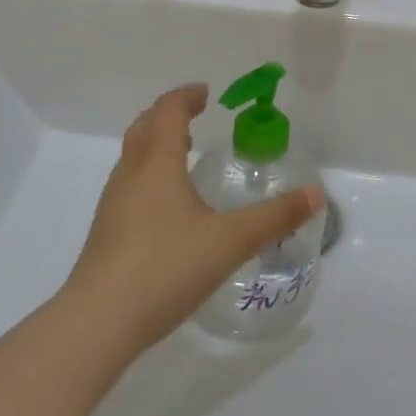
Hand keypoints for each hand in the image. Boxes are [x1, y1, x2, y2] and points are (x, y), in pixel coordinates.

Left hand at [66, 84, 324, 355]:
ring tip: (183, 153)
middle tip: (195, 115)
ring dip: (156, 142)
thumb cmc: (166, 267)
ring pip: (133, 156)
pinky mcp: (106, 231)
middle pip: (144, 126)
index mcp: (157, 163)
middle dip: (168, 114)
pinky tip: (167, 204)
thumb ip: (274, 217)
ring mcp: (113, 203)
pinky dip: (149, 172)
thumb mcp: (230, 241)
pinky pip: (129, 183)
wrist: (98, 322)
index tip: (206, 93)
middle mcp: (131, 174)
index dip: (186, 96)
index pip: (168, 111)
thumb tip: (316, 194)